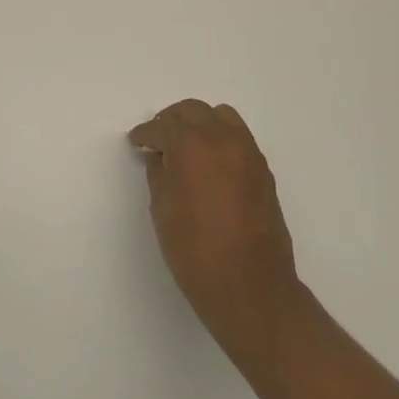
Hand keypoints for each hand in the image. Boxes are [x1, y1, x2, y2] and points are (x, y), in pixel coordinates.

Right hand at [129, 100, 302, 357]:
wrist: (250, 286)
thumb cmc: (195, 250)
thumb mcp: (163, 210)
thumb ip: (159, 174)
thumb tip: (160, 158)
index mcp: (192, 145)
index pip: (161, 128)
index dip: (144, 134)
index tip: (135, 142)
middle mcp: (222, 139)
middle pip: (193, 111)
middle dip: (171, 120)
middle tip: (157, 138)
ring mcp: (248, 152)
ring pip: (221, 117)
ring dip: (200, 123)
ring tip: (185, 146)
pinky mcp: (263, 170)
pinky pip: (238, 138)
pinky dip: (220, 139)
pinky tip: (209, 163)